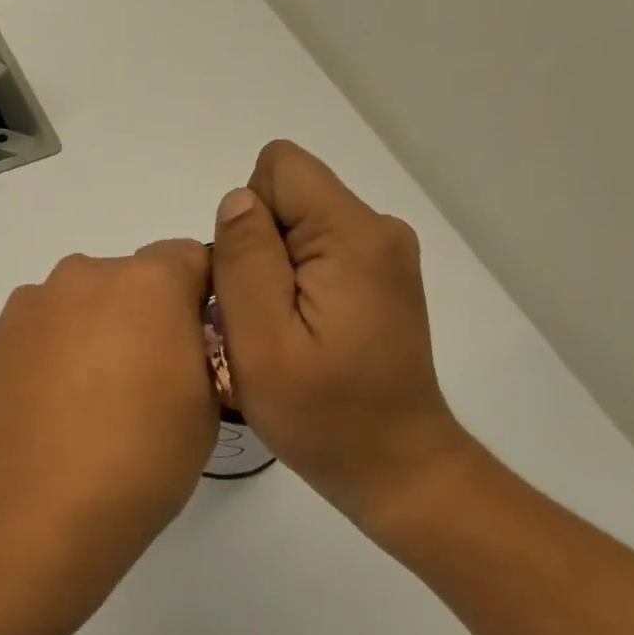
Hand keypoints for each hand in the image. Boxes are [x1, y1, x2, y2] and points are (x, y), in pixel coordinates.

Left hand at [0, 241, 217, 609]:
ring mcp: (28, 307)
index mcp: (146, 282)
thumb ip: (201, 347)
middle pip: (125, 279)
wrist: (37, 513)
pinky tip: (47, 412)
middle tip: (141, 380)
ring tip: (86, 402)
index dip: (199, 295)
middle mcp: (82, 276)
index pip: (188, 256)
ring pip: (75, 305)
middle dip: (140, 314)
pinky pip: (35, 333)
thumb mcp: (207, 403)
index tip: (196, 341)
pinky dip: (47, 356)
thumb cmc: (141, 458)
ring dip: (89, 332)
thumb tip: (180, 335)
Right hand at [211, 141, 472, 535]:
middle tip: (260, 321)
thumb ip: (244, 261)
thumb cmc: (323, 414)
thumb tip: (237, 200)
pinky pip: (316, 253)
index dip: (248, 219)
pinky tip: (301, 336)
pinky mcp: (380, 279)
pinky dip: (293, 286)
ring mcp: (384, 255)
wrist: (396, 466)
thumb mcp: (262, 342)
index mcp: (352, 235)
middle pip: (287, 196)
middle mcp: (377, 229)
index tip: (252, 283)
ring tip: (280, 334)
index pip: (278, 168)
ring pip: (296, 227)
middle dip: (256, 249)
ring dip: (271, 272)